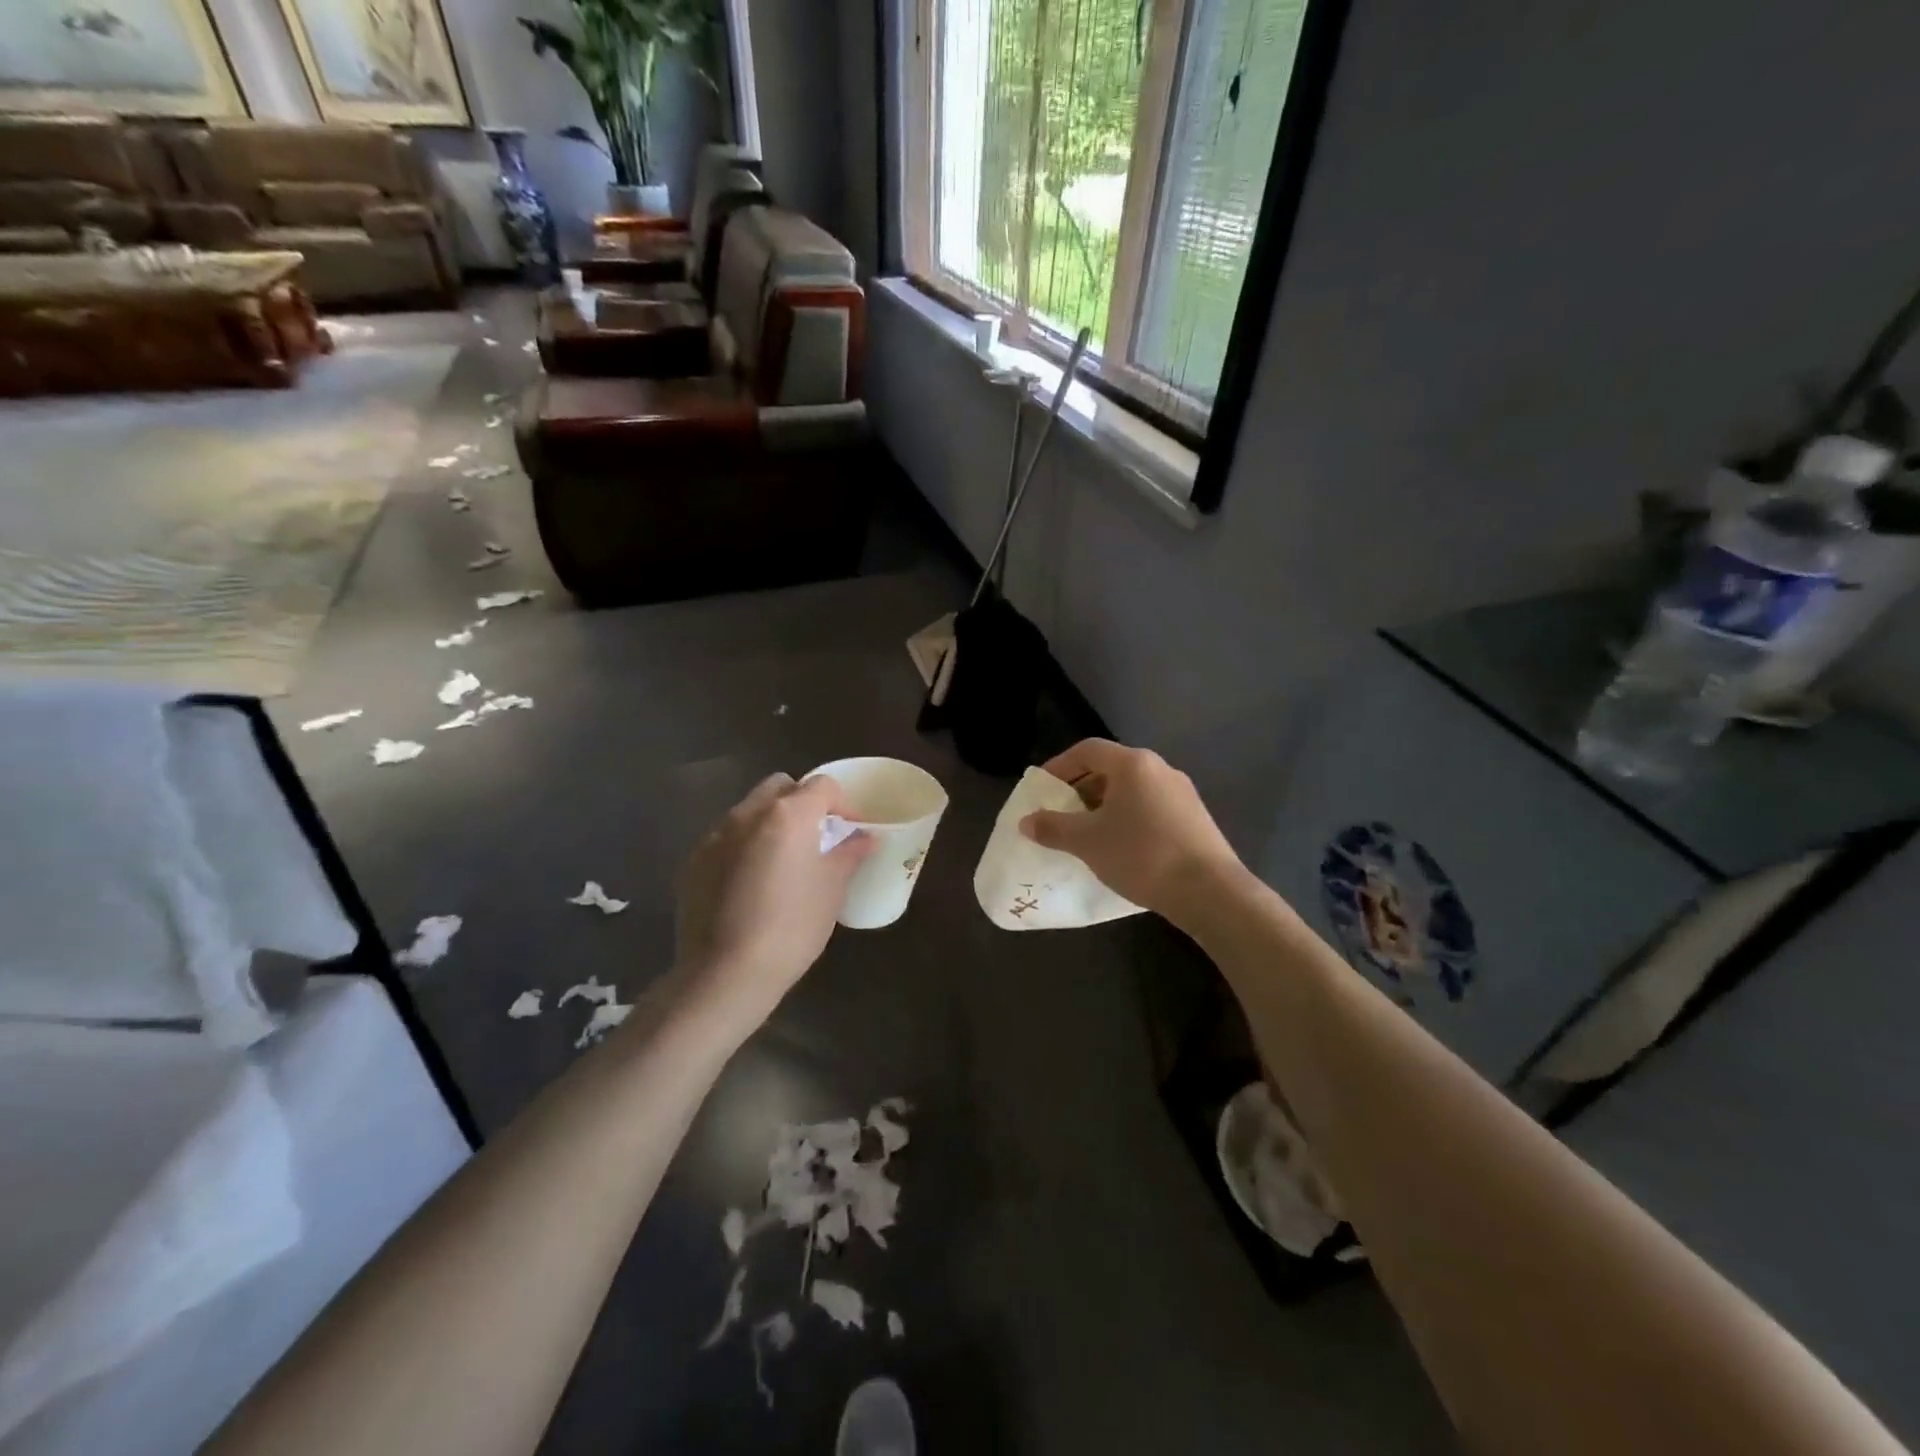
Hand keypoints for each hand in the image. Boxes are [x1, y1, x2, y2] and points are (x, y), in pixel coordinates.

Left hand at [674, 773, 874, 1035]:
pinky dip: (744, 847)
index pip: (822, 785)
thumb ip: (850, 854)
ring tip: (782, 861)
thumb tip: (866, 837)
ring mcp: (714, 836)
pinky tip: (751, 884)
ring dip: (770, 823)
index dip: (843, 803)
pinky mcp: (693, 861)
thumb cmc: (792, 927)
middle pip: (781, 786)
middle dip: (802, 802)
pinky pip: (725, 839)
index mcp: (788, 814)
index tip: (851, 830)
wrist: (724, 974)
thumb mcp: (832, 890)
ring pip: (749, 811)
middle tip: (816, 837)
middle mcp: (747, 814)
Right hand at [1019, 739, 1244, 922]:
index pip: (1087, 750)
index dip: (1059, 766)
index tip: (1042, 789)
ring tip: (1087, 835)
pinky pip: (1150, 807)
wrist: (1209, 891)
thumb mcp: (1087, 842)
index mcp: (1133, 764)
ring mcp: (1181, 792)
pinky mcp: (1194, 817)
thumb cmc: (1141, 855)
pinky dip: (1127, 818)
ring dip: (1104, 806)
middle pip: (1110, 768)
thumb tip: (1026, 821)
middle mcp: (1159, 768)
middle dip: (1080, 789)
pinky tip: (1120, 848)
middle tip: (1061, 815)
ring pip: (1131, 790)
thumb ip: (1053, 827)